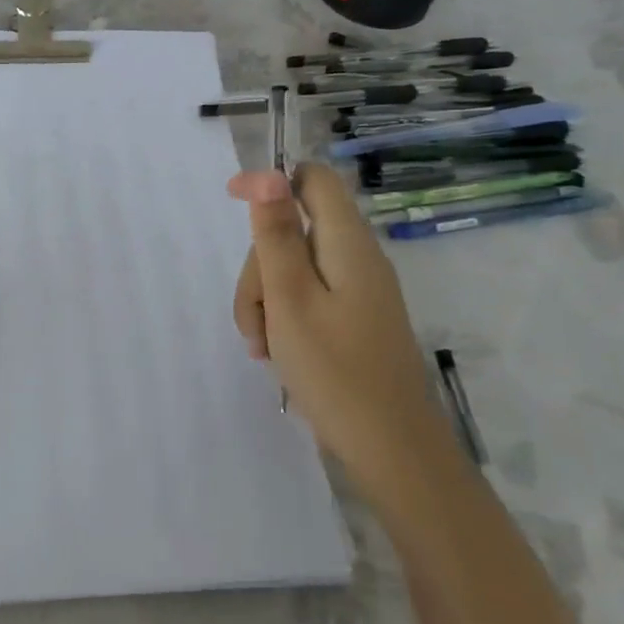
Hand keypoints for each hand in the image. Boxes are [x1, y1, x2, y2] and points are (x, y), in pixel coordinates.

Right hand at [228, 164, 445, 475]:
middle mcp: (356, 257)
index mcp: (347, 243)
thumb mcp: (290, 298)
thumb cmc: (335, 370)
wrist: (391, 449)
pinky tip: (276, 353)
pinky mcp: (354, 317)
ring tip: (262, 347)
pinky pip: (307, 297)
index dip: (271, 180)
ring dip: (265, 298)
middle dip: (259, 266)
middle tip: (253, 318)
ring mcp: (358, 289)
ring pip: (293, 267)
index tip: (232, 200)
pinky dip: (283, 316)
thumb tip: (267, 173)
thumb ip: (276, 235)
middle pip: (293, 230)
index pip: (312, 179)